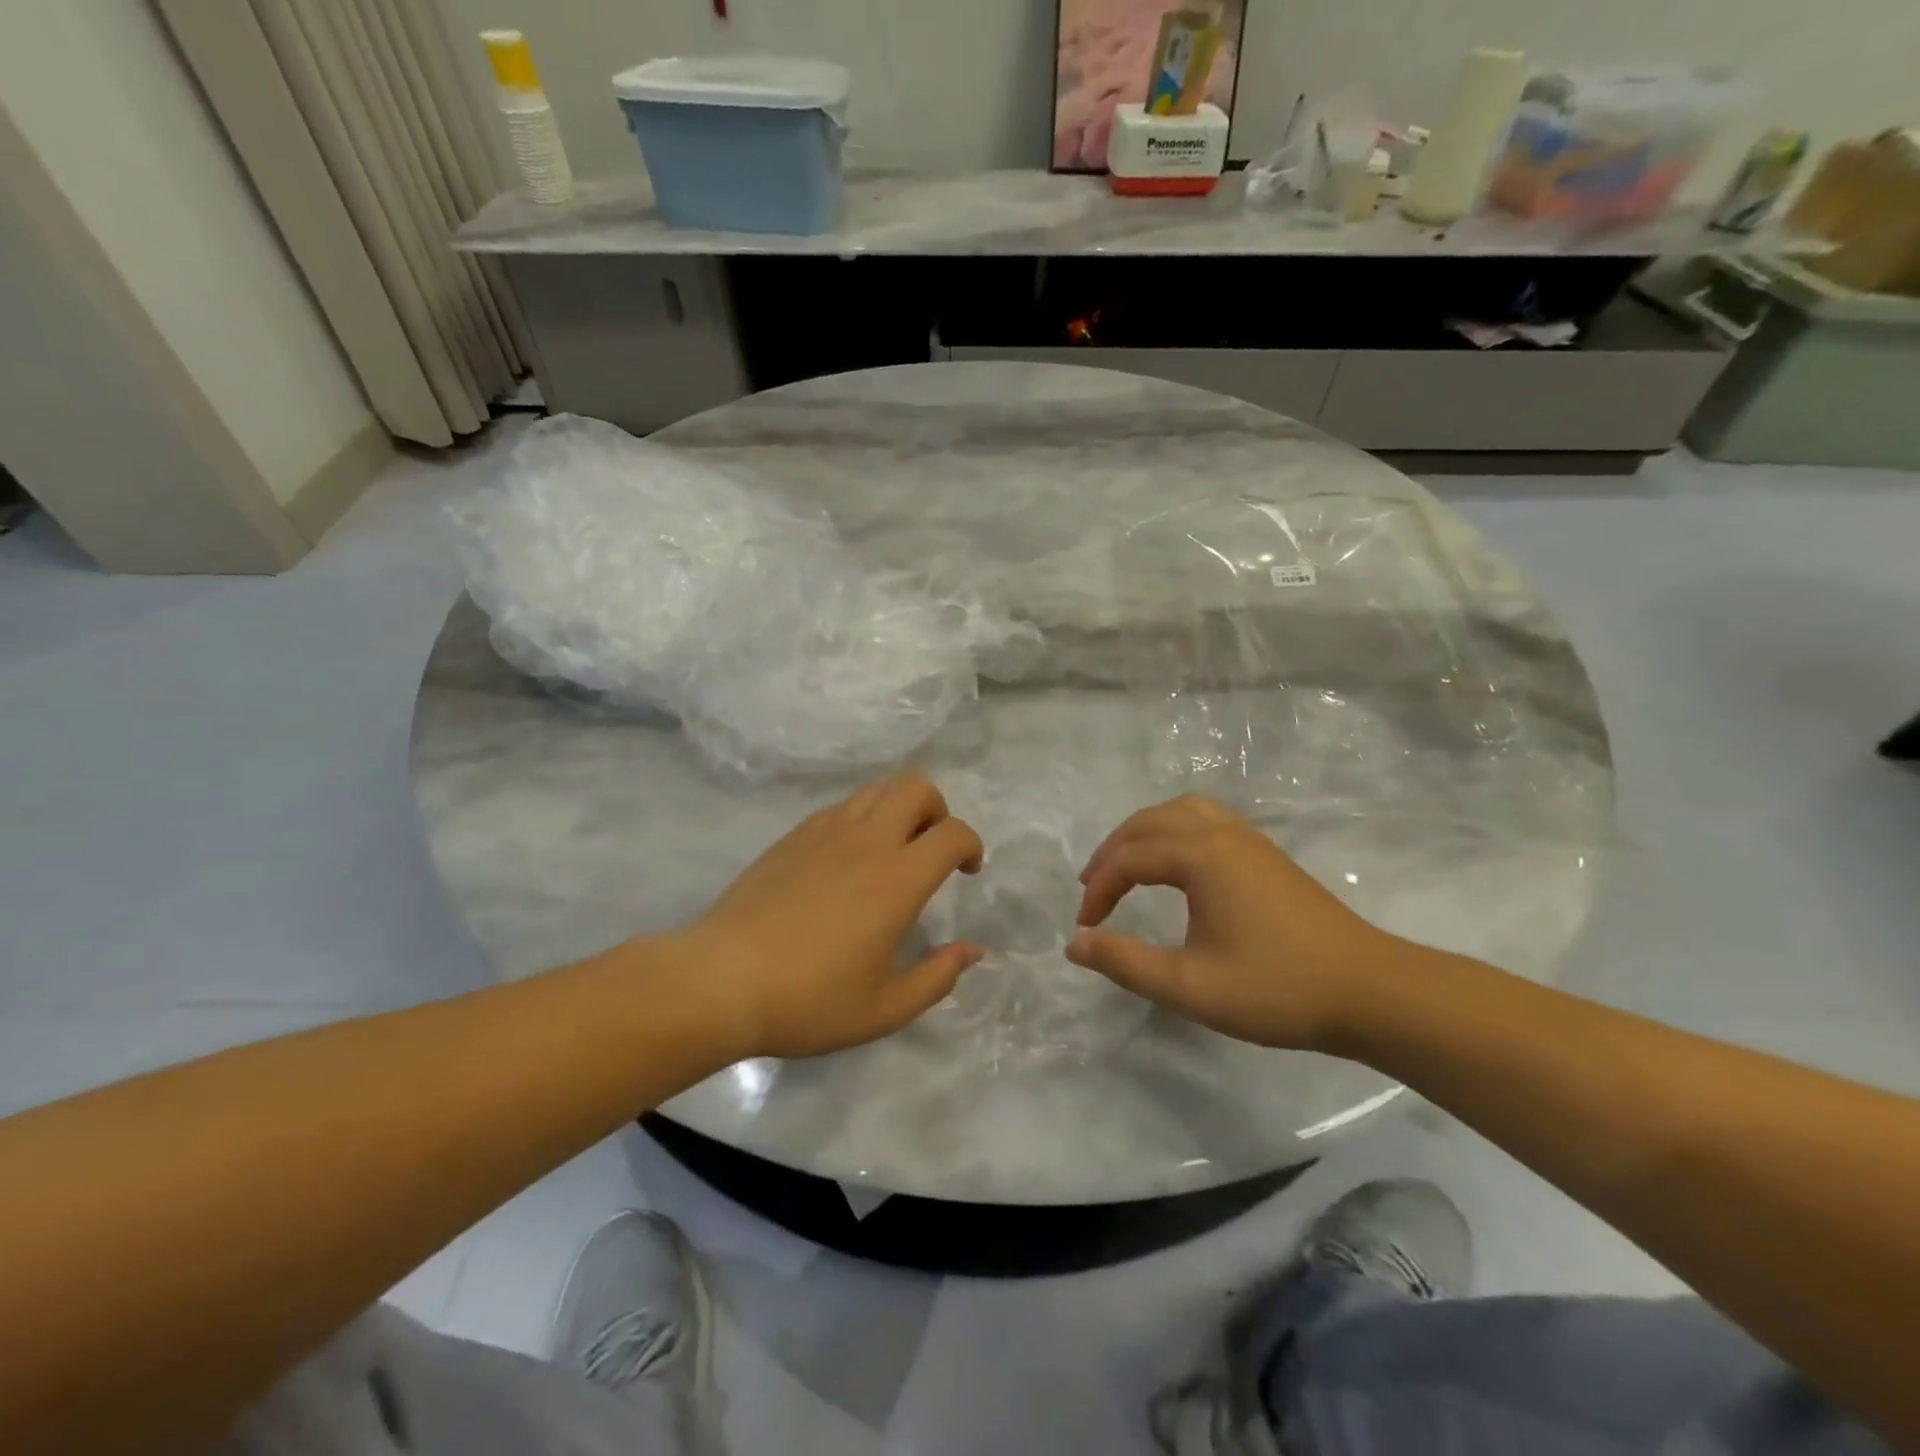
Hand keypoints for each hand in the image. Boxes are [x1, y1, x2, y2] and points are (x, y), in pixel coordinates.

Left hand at [669, 774, 984, 1060]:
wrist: (721, 981)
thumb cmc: (808, 1001)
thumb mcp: (884, 1009)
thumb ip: (937, 978)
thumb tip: (972, 950)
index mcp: (896, 880)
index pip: (952, 833)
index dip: (971, 845)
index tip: (968, 871)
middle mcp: (866, 842)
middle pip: (915, 787)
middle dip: (937, 810)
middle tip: (931, 850)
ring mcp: (825, 832)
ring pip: (876, 790)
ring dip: (898, 810)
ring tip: (891, 852)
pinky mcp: (793, 836)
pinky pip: (841, 808)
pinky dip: (860, 819)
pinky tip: (847, 861)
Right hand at [1066, 796, 1407, 1050]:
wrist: (1371, 992)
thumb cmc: (1277, 988)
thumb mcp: (1190, 987)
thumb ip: (1126, 963)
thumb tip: (1075, 944)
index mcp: (1201, 856)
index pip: (1129, 859)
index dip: (1099, 889)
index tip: (1085, 926)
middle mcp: (1221, 833)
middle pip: (1149, 822)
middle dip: (1112, 852)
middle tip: (1092, 889)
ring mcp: (1249, 839)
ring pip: (1180, 812)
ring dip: (1143, 833)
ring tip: (1126, 865)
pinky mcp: (1267, 854)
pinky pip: (1206, 819)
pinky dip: (1174, 830)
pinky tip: (1177, 862)